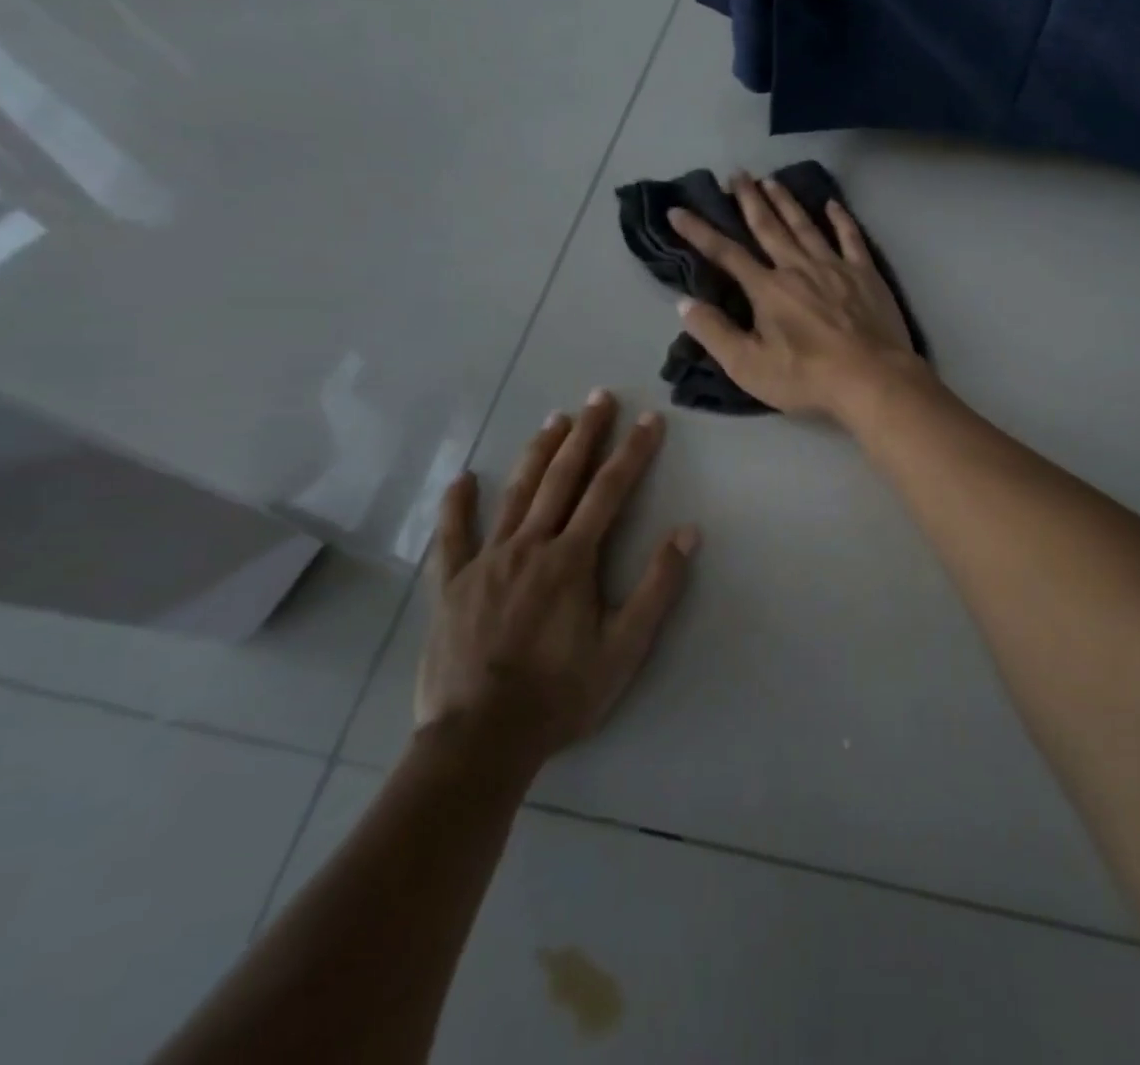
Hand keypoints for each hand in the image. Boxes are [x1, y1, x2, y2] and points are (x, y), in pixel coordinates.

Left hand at [414, 392, 696, 780]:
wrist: (480, 740)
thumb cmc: (561, 693)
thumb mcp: (625, 648)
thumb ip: (657, 587)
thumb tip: (687, 531)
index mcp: (572, 559)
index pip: (609, 491)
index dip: (633, 452)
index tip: (650, 419)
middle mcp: (529, 546)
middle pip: (562, 478)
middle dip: (586, 435)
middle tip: (599, 397)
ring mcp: (486, 562)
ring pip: (516, 494)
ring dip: (538, 453)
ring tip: (554, 420)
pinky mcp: (452, 585)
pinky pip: (453, 537)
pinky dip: (457, 505)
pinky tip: (463, 479)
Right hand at [669, 174, 922, 422]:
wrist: (872, 379)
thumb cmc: (807, 377)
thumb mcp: (749, 366)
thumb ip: (715, 333)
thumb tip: (685, 303)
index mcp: (768, 289)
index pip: (726, 254)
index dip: (699, 232)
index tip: (678, 211)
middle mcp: (798, 268)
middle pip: (769, 227)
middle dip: (749, 200)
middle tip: (737, 174)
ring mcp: (835, 267)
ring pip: (805, 226)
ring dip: (786, 202)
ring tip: (772, 180)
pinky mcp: (866, 274)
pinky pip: (851, 238)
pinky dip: (841, 219)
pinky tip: (832, 204)